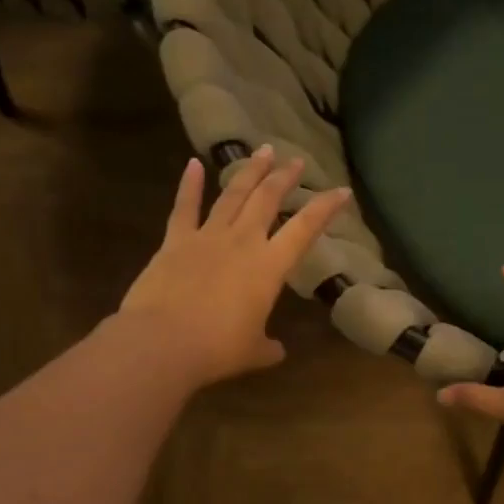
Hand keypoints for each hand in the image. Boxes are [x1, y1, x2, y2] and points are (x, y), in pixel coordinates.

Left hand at [119, 147, 350, 390]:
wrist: (162, 343)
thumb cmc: (217, 349)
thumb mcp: (253, 352)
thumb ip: (268, 346)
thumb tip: (276, 350)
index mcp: (269, 267)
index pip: (305, 229)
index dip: (325, 208)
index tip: (342, 191)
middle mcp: (242, 242)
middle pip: (268, 199)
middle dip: (285, 177)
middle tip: (296, 161)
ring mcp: (207, 237)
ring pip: (233, 195)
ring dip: (249, 171)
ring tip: (263, 151)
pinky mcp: (175, 241)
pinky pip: (184, 207)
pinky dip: (190, 184)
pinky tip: (194, 164)